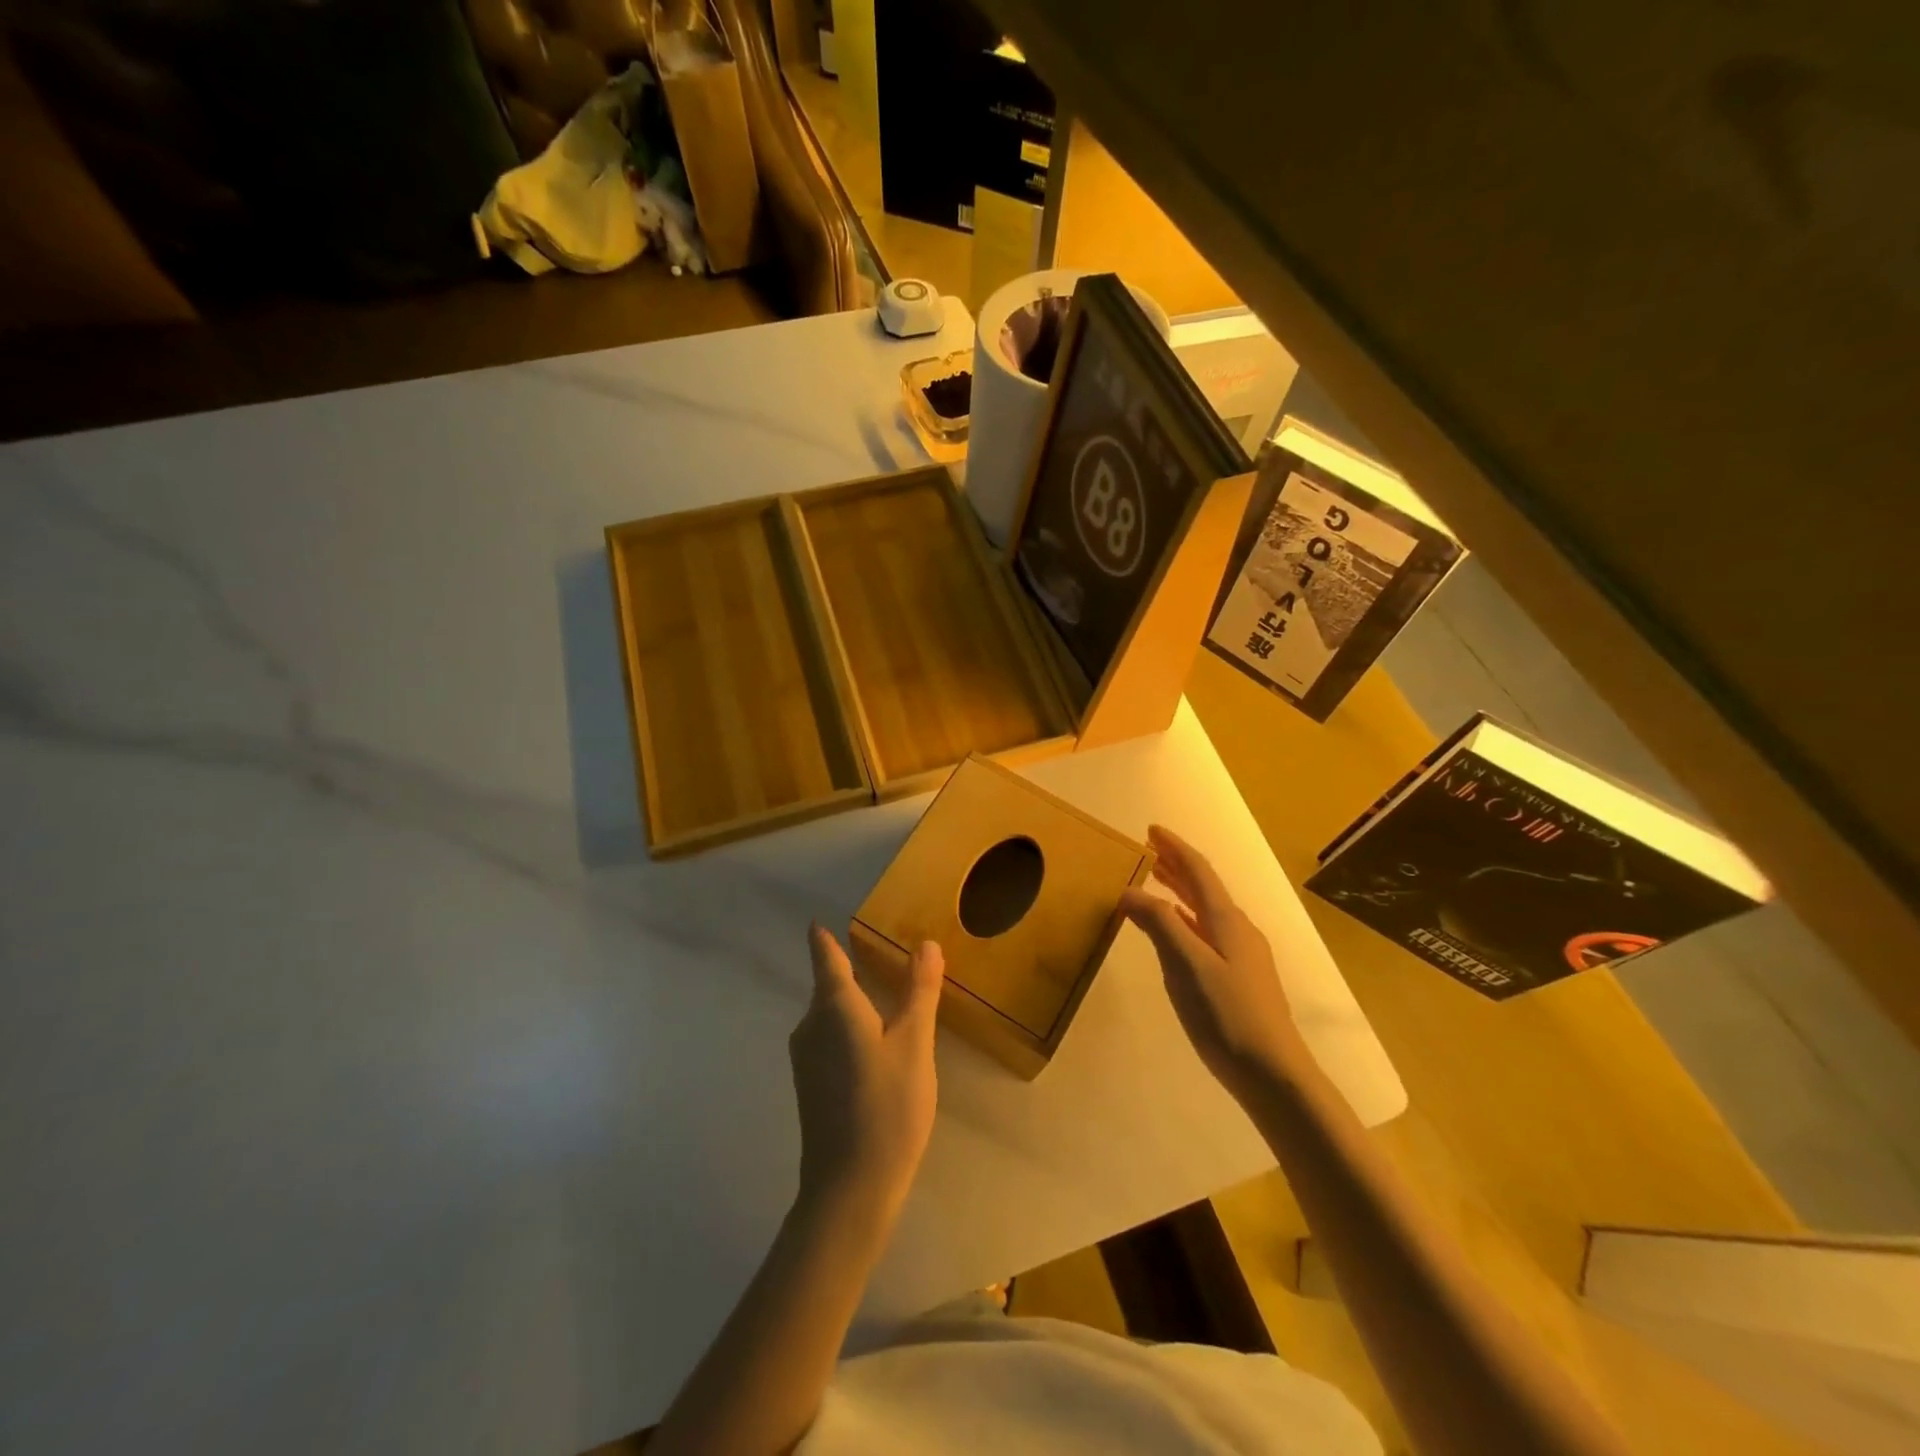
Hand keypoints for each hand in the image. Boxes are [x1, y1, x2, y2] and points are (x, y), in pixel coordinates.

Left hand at [789, 924, 941, 1220]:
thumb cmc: (887, 1106)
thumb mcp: (914, 1043)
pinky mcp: (810, 1084)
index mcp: (833, 1006)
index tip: (823, 921)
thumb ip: (919, 991)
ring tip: (888, 997)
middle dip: (851, 968)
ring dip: (854, 1002)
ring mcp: (806, 1057)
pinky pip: (830, 1038)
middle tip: (884, 955)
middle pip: (829, 985)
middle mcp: (810, 1025)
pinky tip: (877, 1045)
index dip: (824, 938)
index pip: (824, 956)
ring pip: (830, 1014)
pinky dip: (850, 1029)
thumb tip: (925, 944)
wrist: (849, 1189)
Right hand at [1121, 826, 1309, 1099]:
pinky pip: (1206, 932)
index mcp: (1227, 921)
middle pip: (1204, 888)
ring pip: (1205, 911)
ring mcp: (1242, 956)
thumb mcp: (1187, 965)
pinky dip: (1185, 920)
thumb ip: (1159, 924)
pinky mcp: (1239, 979)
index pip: (1198, 871)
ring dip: (1180, 892)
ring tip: (1156, 882)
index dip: (1175, 848)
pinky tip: (1175, 933)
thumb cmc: (1227, 1015)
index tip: (1151, 830)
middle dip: (1176, 866)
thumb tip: (1129, 891)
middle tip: (1148, 851)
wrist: (1273, 1074)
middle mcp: (1237, 930)